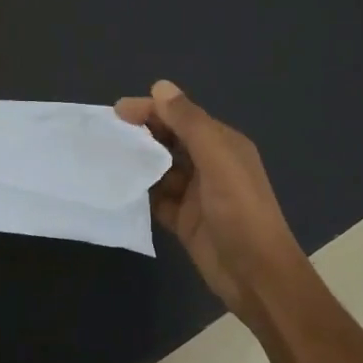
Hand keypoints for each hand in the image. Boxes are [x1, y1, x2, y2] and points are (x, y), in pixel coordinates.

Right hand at [116, 80, 307, 317]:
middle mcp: (209, 164)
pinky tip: (118, 187)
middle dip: (142, 133)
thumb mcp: (217, 160)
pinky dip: (140, 192)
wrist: (256, 276)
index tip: (118, 111)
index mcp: (222, 144)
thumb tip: (160, 86)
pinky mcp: (183, 220)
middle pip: (170, 140)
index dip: (152, 109)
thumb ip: (189, 123)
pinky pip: (156, 198)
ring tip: (105, 158)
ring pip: (160, 168)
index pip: (182, 117)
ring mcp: (195, 193)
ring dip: (138, 162)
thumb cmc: (240, 212)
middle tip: (107, 134)